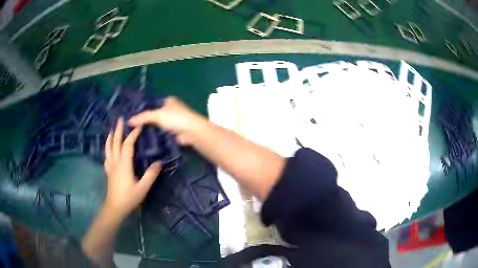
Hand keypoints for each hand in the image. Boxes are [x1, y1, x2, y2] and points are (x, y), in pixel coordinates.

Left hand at [103, 118, 161, 219]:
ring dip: (110, 137)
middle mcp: (115, 162)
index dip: (133, 134)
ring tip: (112, 129)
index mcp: (124, 164)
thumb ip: (151, 175)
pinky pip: (106, 155)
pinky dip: (107, 148)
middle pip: (115, 142)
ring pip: (108, 148)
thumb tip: (159, 162)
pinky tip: (109, 148)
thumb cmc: (129, 198)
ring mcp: (110, 166)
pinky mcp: (108, 171)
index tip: (140, 126)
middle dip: (118, 130)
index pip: (128, 145)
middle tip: (120, 119)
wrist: (115, 207)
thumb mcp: (143, 188)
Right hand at [129, 97, 206, 144]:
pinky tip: (146, 140)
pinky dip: (156, 136)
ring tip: (136, 134)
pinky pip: (162, 133)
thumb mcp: (157, 115)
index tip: (132, 115)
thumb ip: (143, 117)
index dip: (143, 108)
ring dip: (151, 129)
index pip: (152, 103)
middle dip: (146, 120)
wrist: (191, 132)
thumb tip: (129, 121)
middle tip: (132, 126)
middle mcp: (171, 109)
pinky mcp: (175, 132)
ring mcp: (174, 121)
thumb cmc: (175, 118)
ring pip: (158, 124)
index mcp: (168, 100)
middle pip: (155, 114)